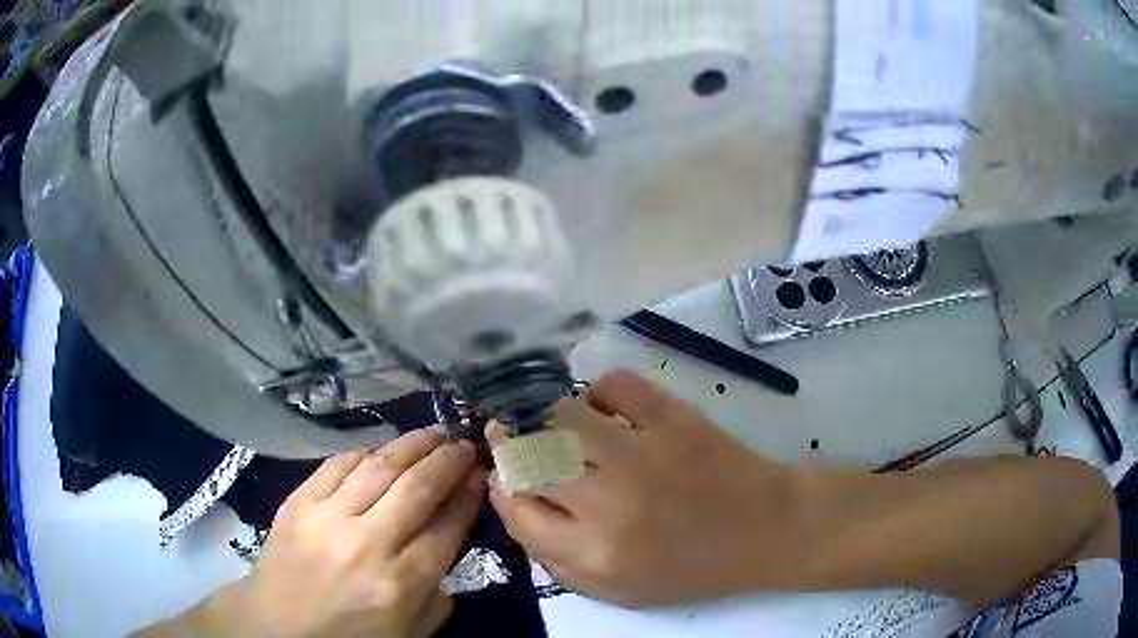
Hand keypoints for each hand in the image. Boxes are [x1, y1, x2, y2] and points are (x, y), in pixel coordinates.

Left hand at [199, 430, 485, 637]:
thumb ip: (438, 599)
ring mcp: (328, 518)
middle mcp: (367, 545)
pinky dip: (366, 450)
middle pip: (417, 488)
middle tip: (464, 443)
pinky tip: (383, 446)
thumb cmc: (347, 637)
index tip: (481, 474)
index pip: (446, 528)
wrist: (276, 625)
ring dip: (412, 444)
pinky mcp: (298, 502)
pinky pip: (337, 463)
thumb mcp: (408, 635)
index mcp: (400, 584)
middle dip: (448, 460)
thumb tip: (448, 551)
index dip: (468, 496)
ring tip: (433, 433)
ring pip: (379, 466)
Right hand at [488, 371, 802, 607]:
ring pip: (560, 415)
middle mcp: (608, 502)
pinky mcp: (673, 417)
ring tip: (551, 421)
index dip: (503, 489)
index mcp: (594, 553)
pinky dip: (599, 390)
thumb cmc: (693, 568)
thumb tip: (517, 508)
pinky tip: (603, 406)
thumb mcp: (620, 591)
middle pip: (528, 458)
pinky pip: (615, 383)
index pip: (516, 509)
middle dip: (511, 446)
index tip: (508, 478)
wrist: (766, 531)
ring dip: (545, 416)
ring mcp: (642, 452)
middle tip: (514, 438)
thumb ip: (558, 562)